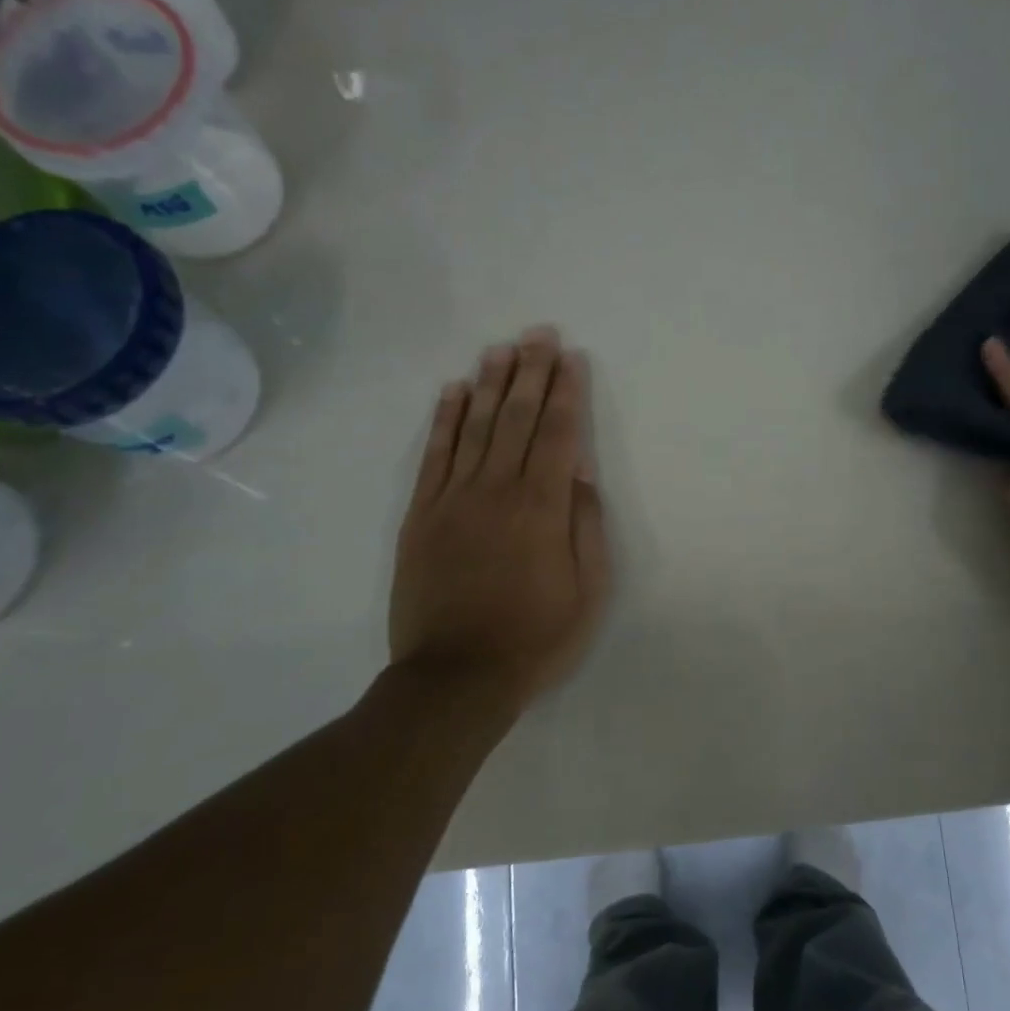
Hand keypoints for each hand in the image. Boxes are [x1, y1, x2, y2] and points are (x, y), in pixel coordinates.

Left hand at [390, 326, 610, 704]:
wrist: (456, 677)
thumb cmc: (536, 638)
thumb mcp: (589, 592)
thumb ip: (587, 526)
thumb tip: (583, 472)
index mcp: (543, 508)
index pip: (559, 434)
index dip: (567, 392)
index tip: (572, 358)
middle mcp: (498, 490)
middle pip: (518, 418)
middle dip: (532, 372)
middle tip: (539, 333)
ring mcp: (454, 499)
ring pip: (476, 427)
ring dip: (491, 383)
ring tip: (502, 348)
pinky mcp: (421, 515)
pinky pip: (435, 456)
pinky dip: (445, 420)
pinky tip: (454, 391)